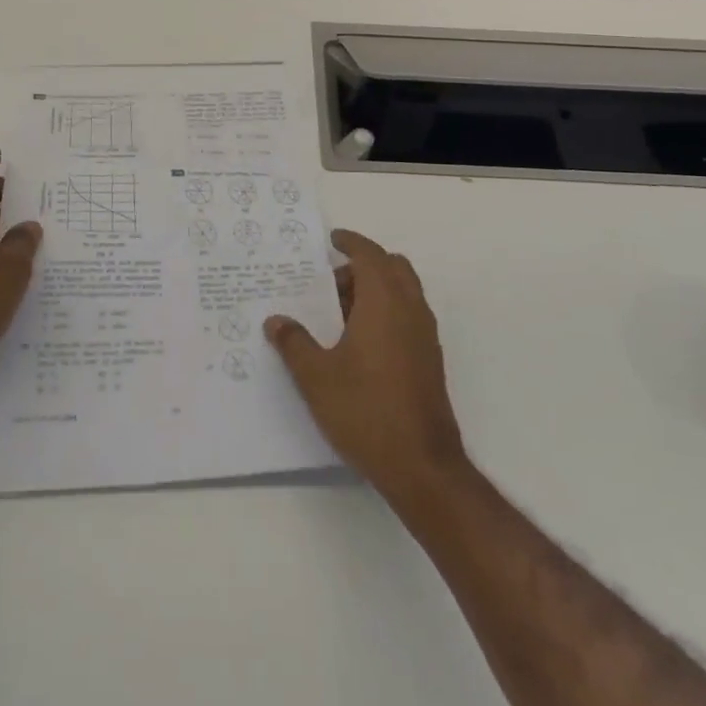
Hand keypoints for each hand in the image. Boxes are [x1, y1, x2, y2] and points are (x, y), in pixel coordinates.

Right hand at [265, 229, 466, 502]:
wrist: (422, 466)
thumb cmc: (365, 410)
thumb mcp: (316, 376)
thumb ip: (294, 343)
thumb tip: (276, 321)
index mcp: (384, 303)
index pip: (370, 255)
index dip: (351, 242)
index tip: (331, 239)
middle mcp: (410, 310)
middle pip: (393, 267)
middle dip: (363, 266)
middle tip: (330, 284)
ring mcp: (425, 336)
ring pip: (403, 292)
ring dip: (375, 290)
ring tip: (338, 315)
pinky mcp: (430, 360)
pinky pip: (408, 316)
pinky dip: (386, 312)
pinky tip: (359, 343)